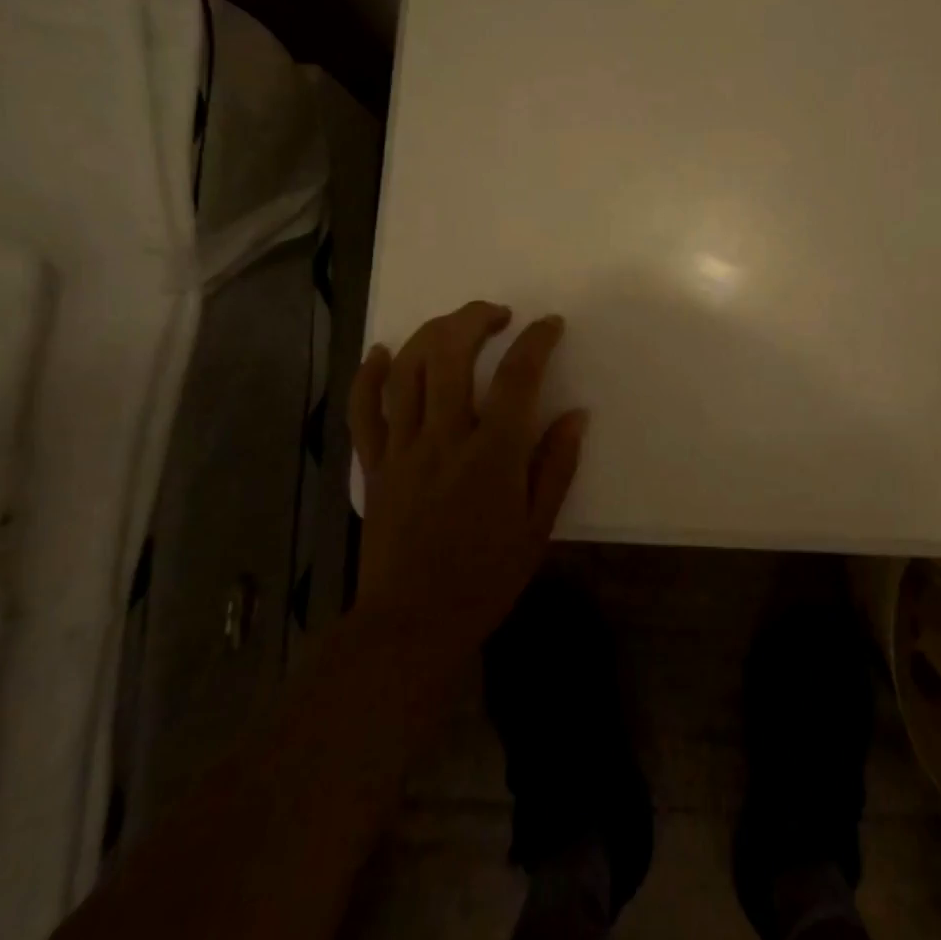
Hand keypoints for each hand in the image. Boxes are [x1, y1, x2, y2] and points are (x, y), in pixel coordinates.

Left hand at [349, 301, 587, 661]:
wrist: (411, 624)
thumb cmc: (485, 578)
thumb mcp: (538, 527)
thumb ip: (557, 465)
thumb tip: (577, 415)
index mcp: (493, 455)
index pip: (519, 377)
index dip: (537, 341)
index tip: (550, 325)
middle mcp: (445, 438)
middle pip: (451, 354)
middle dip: (475, 319)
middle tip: (498, 315)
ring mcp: (403, 449)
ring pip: (407, 370)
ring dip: (432, 334)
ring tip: (455, 325)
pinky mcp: (373, 465)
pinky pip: (363, 410)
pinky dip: (367, 374)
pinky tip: (381, 351)